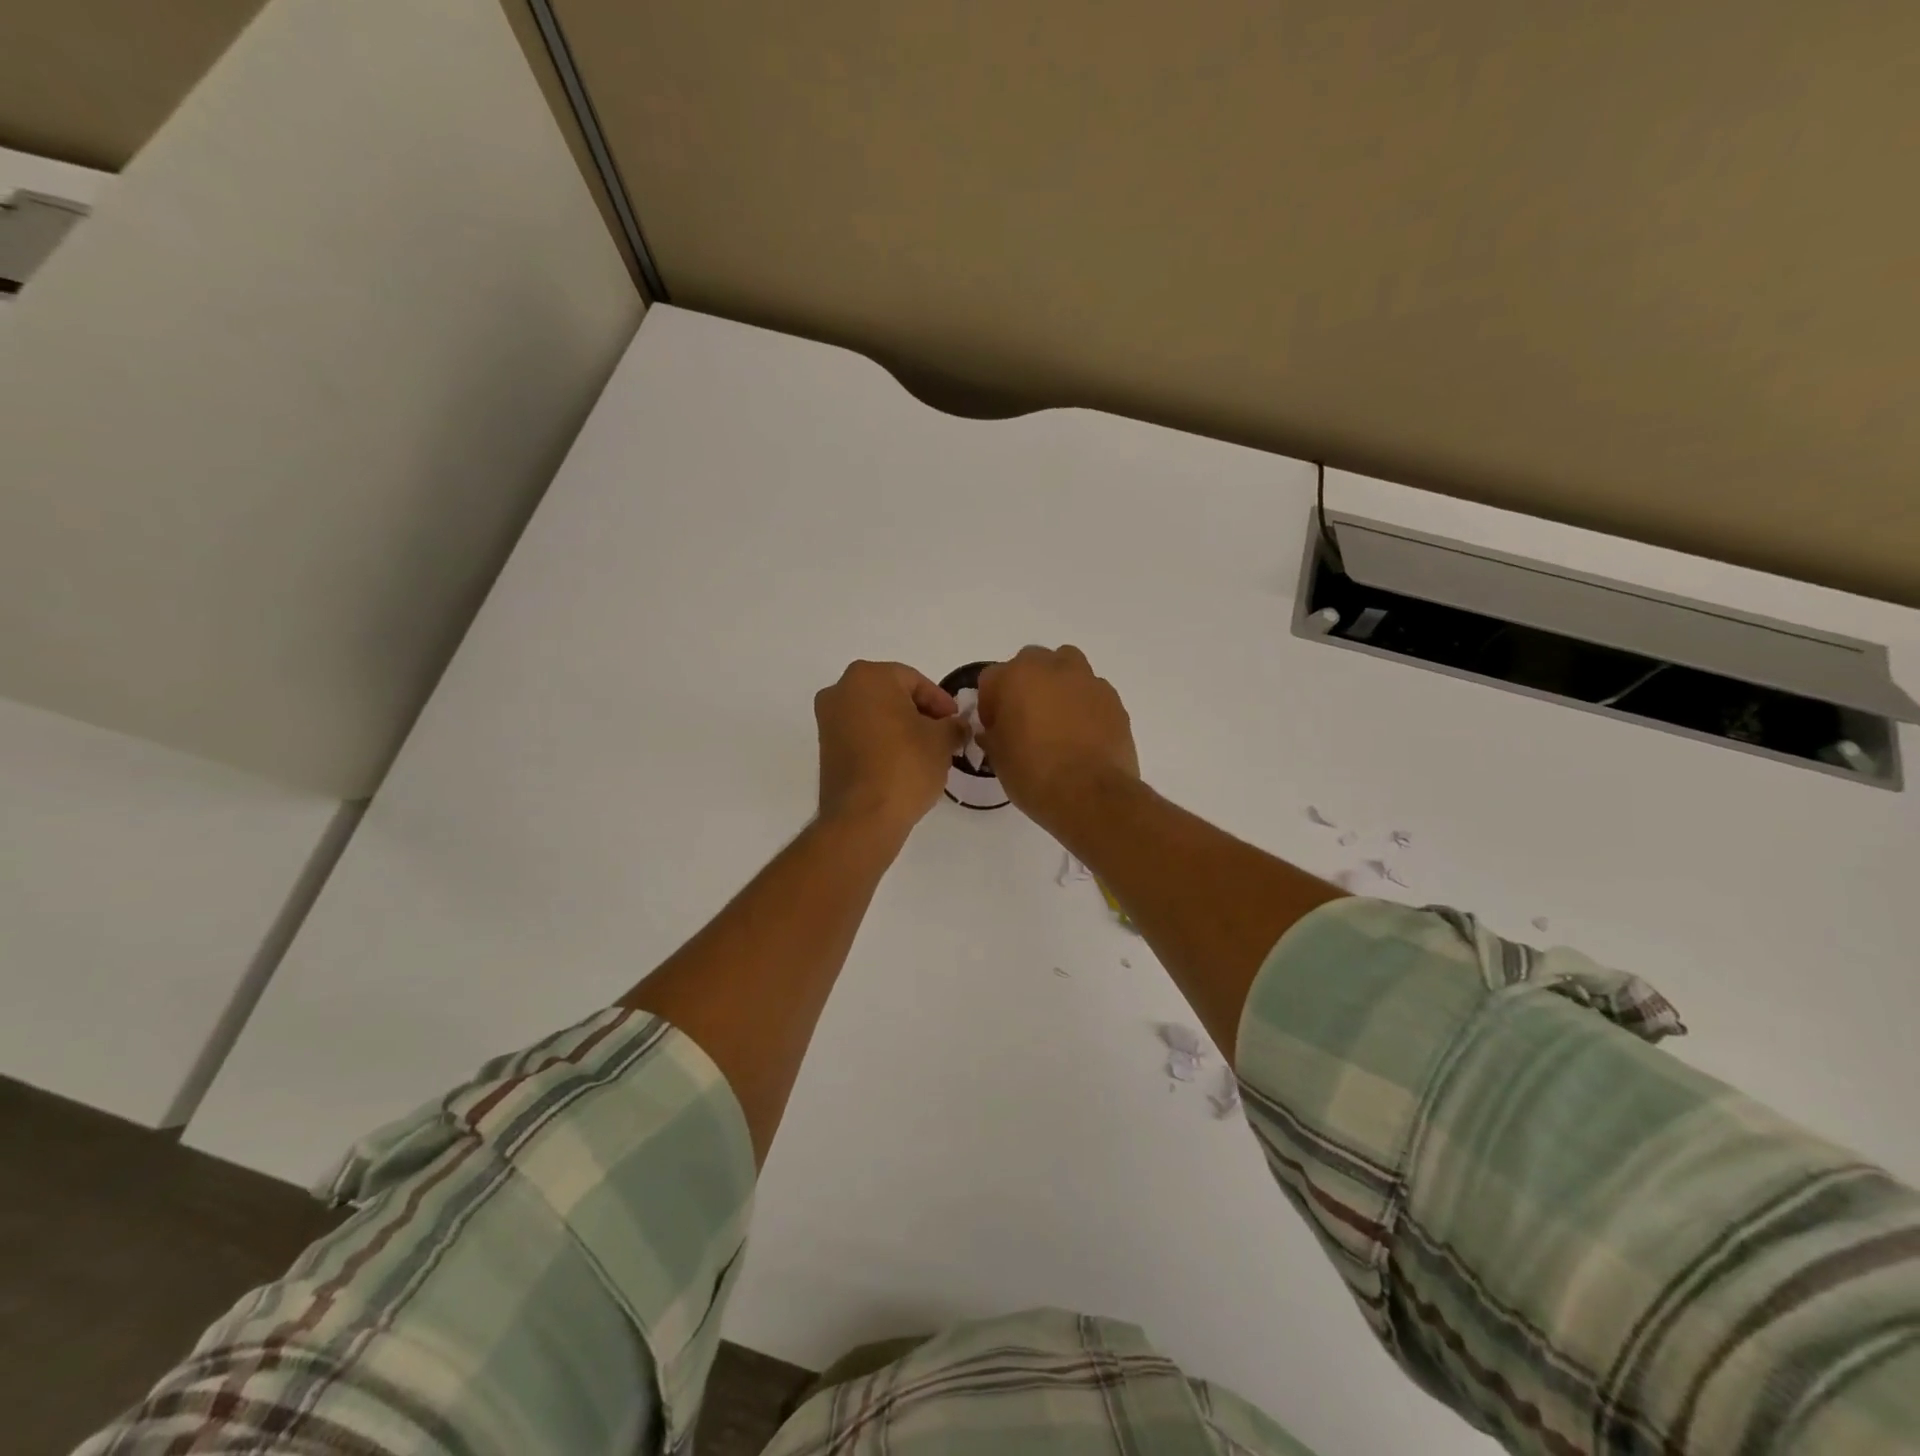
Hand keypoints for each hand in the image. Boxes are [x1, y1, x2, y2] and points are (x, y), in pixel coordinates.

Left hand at [815, 661, 964, 838]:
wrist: (863, 816)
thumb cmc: (906, 765)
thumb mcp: (942, 741)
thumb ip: (953, 725)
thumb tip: (957, 726)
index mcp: (868, 676)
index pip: (915, 681)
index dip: (941, 702)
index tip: (956, 723)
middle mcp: (841, 690)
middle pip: (891, 695)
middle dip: (919, 713)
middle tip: (943, 735)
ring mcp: (828, 720)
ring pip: (874, 715)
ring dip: (900, 728)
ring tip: (926, 752)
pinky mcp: (825, 748)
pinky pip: (860, 735)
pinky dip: (881, 742)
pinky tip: (902, 763)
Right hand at [977, 645, 1138, 825]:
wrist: (1091, 795)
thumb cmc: (1033, 774)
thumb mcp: (998, 758)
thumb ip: (993, 734)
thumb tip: (995, 730)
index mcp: (1017, 676)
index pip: (992, 678)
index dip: (990, 704)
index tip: (994, 728)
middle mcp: (1053, 667)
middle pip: (1032, 663)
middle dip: (1025, 685)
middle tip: (1025, 719)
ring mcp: (1088, 681)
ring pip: (1067, 668)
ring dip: (1058, 686)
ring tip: (1057, 721)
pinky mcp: (1114, 700)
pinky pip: (1091, 692)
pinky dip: (1084, 705)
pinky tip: (1082, 734)